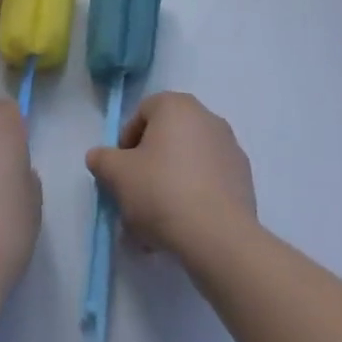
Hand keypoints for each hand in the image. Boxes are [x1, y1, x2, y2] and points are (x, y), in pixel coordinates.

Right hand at [85, 92, 255, 258]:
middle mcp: (206, 116)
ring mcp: (229, 147)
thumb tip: (98, 156)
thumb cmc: (162, 192)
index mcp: (176, 106)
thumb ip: (102, 160)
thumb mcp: (118, 176)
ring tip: (155, 225)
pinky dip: (194, 197)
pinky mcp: (243, 177)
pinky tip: (182, 228)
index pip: (142, 113)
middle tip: (135, 199)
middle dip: (147, 168)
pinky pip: (208, 181)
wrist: (218, 236)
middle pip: (166, 139)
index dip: (125, 142)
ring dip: (169, 186)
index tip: (120, 173)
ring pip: (187, 163)